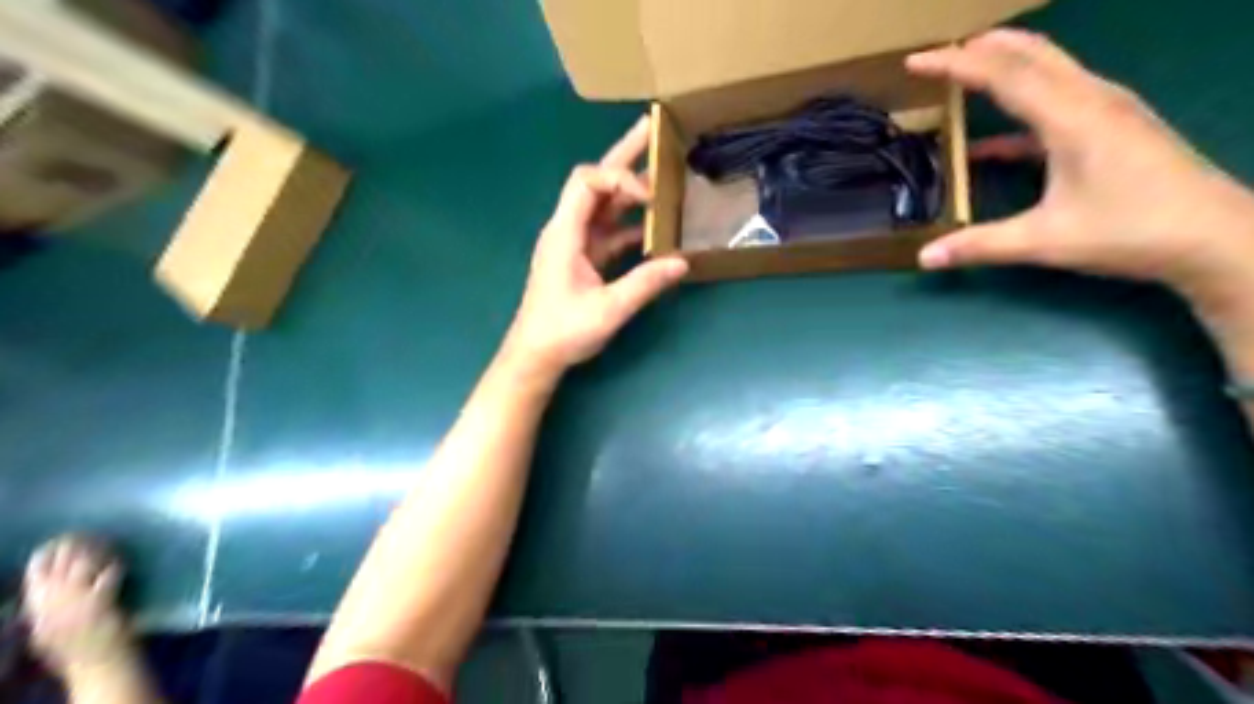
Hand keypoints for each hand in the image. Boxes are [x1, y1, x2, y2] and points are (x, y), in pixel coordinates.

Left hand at [502, 117, 689, 376]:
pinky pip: (609, 231)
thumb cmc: (563, 331)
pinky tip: (656, 224)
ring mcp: (574, 243)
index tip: (651, 197)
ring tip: (663, 169)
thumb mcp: (608, 309)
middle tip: (655, 128)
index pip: (588, 181)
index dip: (621, 178)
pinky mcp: (582, 258)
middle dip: (625, 155)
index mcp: (565, 233)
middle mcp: (567, 229)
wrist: (535, 355)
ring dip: (630, 187)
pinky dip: (631, 224)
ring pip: (604, 204)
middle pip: (596, 181)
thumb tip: (682, 262)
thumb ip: (645, 284)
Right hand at [907, 28, 1253, 298]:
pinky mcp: (1113, 127)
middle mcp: (1091, 100)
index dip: (956, 64)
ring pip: (1049, 69)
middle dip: (982, 48)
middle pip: (1032, 54)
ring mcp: (1107, 110)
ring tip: (967, 73)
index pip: (1004, 75)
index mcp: (1071, 117)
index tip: (915, 61)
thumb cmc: (1131, 231)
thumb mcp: (1044, 241)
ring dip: (1005, 65)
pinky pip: (1058, 101)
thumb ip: (980, 245)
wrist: (1215, 237)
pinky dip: (1021, 107)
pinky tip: (991, 142)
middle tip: (939, 54)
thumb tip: (924, 258)